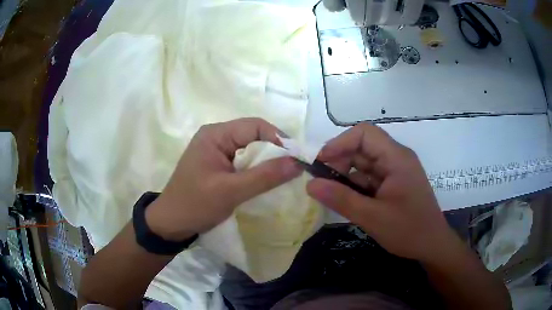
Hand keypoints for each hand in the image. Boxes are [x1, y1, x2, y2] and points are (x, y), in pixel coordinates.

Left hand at [146, 118, 301, 240]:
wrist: (171, 223)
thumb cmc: (195, 205)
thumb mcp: (231, 191)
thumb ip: (264, 176)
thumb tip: (298, 163)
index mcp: (215, 134)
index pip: (255, 126)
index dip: (279, 138)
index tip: (297, 158)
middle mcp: (216, 136)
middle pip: (253, 135)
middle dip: (275, 149)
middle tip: (294, 167)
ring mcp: (216, 150)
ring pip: (250, 148)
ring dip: (267, 160)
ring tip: (285, 174)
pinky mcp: (217, 163)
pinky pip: (243, 159)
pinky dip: (257, 168)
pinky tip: (266, 179)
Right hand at [306, 123, 457, 262]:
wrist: (432, 246)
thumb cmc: (408, 230)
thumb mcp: (372, 217)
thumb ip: (341, 199)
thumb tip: (310, 184)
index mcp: (396, 158)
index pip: (365, 134)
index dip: (340, 143)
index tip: (321, 163)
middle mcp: (396, 158)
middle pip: (362, 147)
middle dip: (340, 161)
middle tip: (321, 183)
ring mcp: (395, 171)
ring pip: (364, 163)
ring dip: (345, 175)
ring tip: (330, 194)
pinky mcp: (393, 183)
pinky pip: (369, 177)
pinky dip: (355, 186)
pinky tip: (346, 200)